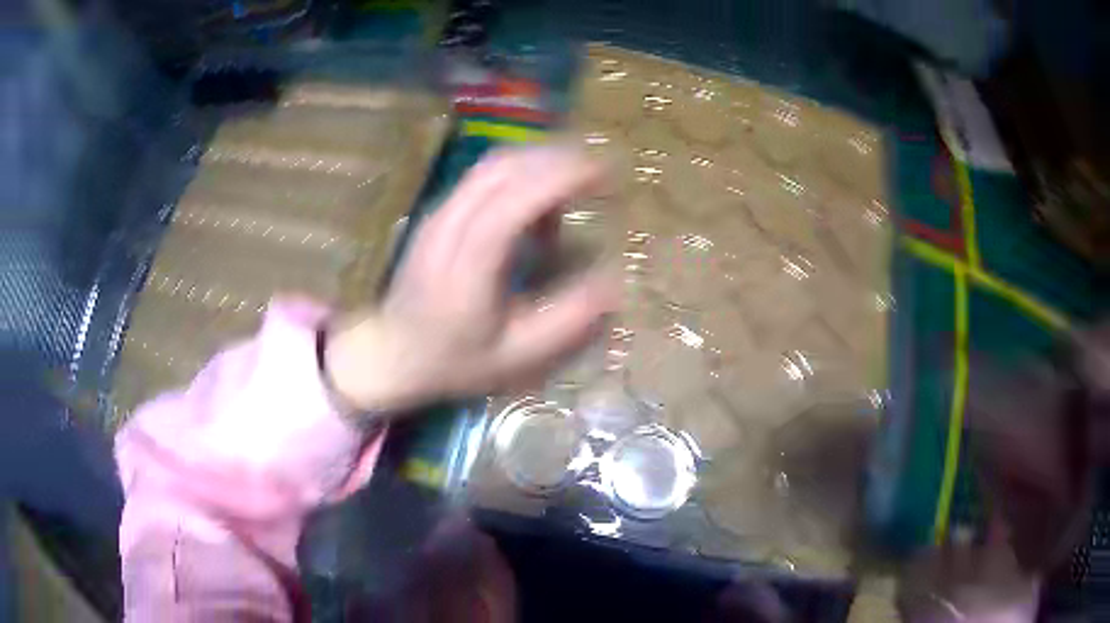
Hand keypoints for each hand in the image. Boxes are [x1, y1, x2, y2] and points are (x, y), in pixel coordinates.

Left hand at [324, 146, 615, 413]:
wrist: (390, 352)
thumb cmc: (455, 360)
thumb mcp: (517, 356)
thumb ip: (566, 321)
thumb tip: (614, 283)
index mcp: (467, 265)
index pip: (511, 202)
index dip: (560, 179)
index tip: (606, 173)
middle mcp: (448, 226)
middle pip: (502, 168)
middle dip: (558, 159)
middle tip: (602, 173)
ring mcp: (439, 213)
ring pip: (492, 164)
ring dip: (540, 162)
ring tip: (577, 184)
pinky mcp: (439, 211)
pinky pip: (484, 175)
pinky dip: (521, 173)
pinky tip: (540, 201)